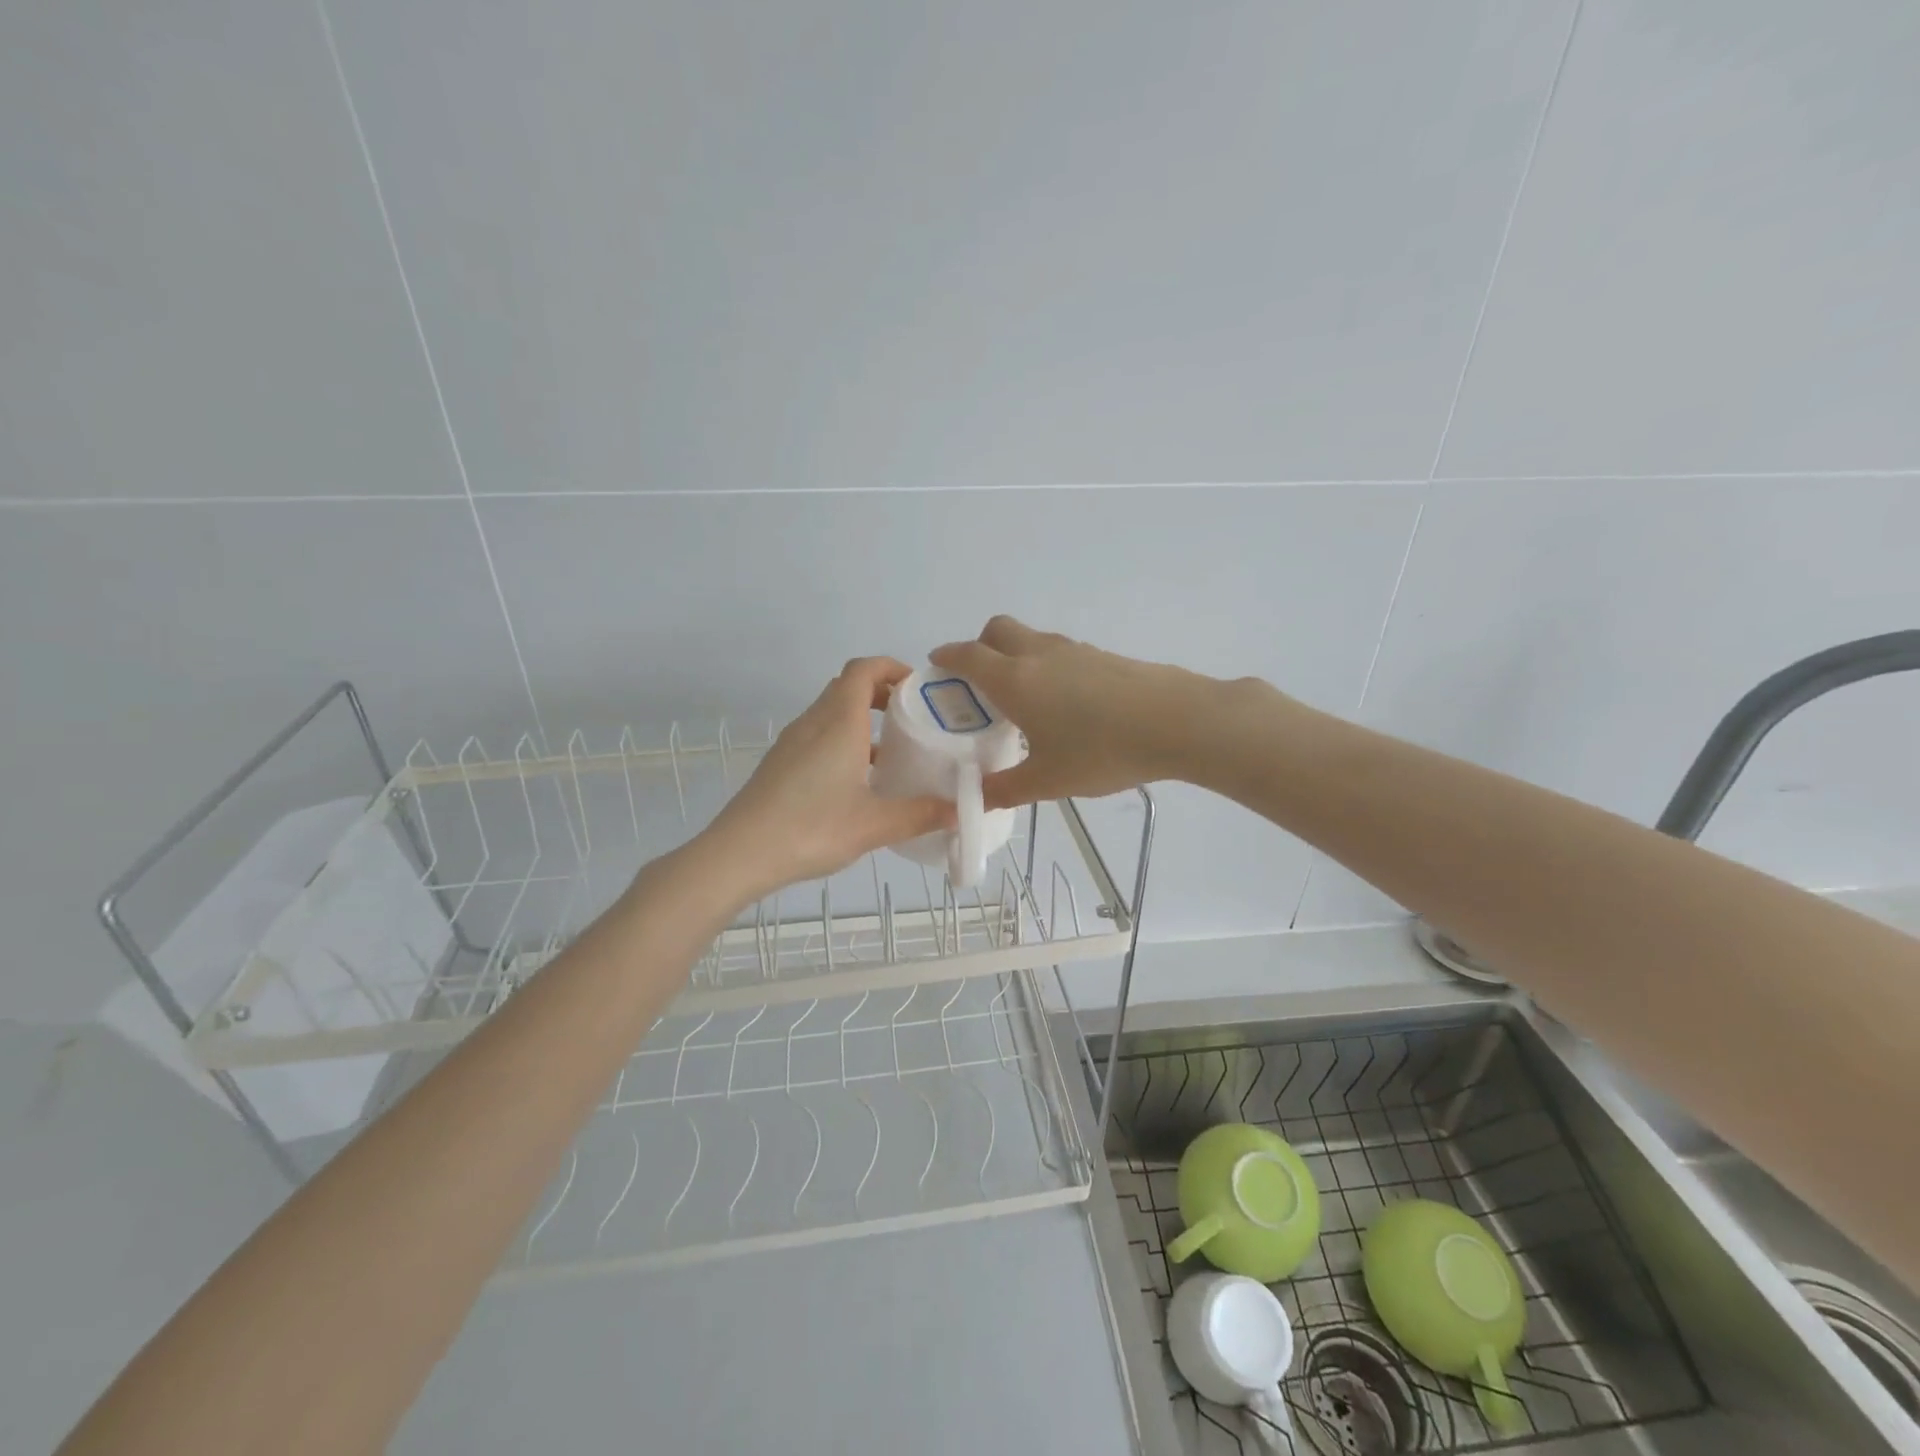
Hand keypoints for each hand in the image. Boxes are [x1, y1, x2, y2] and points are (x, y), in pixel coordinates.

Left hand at [695, 658, 954, 904]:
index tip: (918, 688)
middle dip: (881, 693)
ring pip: (831, 712)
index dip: (892, 667)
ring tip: (891, 751)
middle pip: (847, 686)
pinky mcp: (780, 763)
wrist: (740, 853)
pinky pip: (818, 735)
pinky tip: (857, 780)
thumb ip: (920, 815)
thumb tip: (959, 812)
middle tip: (912, 719)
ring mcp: (792, 742)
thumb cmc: (812, 828)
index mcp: (839, 723)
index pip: (864, 669)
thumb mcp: (875, 825)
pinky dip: (842, 740)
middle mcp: (814, 722)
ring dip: (861, 719)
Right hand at [930, 617, 1207, 808]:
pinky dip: (1047, 666)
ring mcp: (1074, 650)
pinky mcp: (1103, 656)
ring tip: (1024, 699)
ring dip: (1016, 656)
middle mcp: (1038, 654)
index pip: (968, 656)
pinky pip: (1060, 652)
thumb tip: (978, 798)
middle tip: (980, 682)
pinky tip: (1065, 704)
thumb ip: (1007, 789)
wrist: (1176, 722)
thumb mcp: (1048, 780)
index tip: (937, 665)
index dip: (947, 657)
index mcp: (1014, 679)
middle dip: (980, 646)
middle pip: (997, 629)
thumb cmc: (1101, 751)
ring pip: (1031, 639)